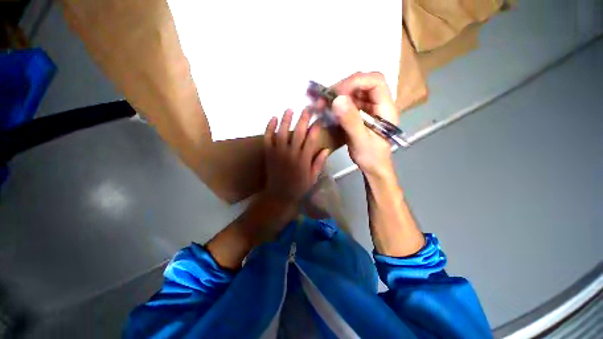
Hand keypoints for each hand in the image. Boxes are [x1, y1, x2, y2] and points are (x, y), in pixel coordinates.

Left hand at [263, 108, 329, 206]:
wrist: (279, 195)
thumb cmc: (298, 187)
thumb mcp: (313, 177)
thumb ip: (318, 163)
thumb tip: (326, 149)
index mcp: (303, 160)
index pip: (311, 139)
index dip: (316, 128)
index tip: (319, 119)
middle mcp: (291, 153)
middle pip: (298, 133)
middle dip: (303, 119)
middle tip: (307, 108)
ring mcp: (278, 153)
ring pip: (282, 132)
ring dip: (286, 119)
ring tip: (290, 109)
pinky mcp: (268, 154)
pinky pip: (268, 138)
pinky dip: (270, 128)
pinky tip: (273, 118)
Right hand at [330, 72, 397, 177]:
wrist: (373, 167)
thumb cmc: (371, 157)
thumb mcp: (361, 141)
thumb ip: (351, 121)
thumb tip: (337, 99)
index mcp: (385, 108)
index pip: (375, 81)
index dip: (356, 82)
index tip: (339, 94)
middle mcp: (378, 104)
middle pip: (363, 83)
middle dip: (343, 87)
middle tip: (326, 98)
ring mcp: (368, 108)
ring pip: (354, 92)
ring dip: (338, 95)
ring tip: (323, 103)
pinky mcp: (359, 114)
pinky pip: (348, 102)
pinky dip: (337, 104)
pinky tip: (327, 109)